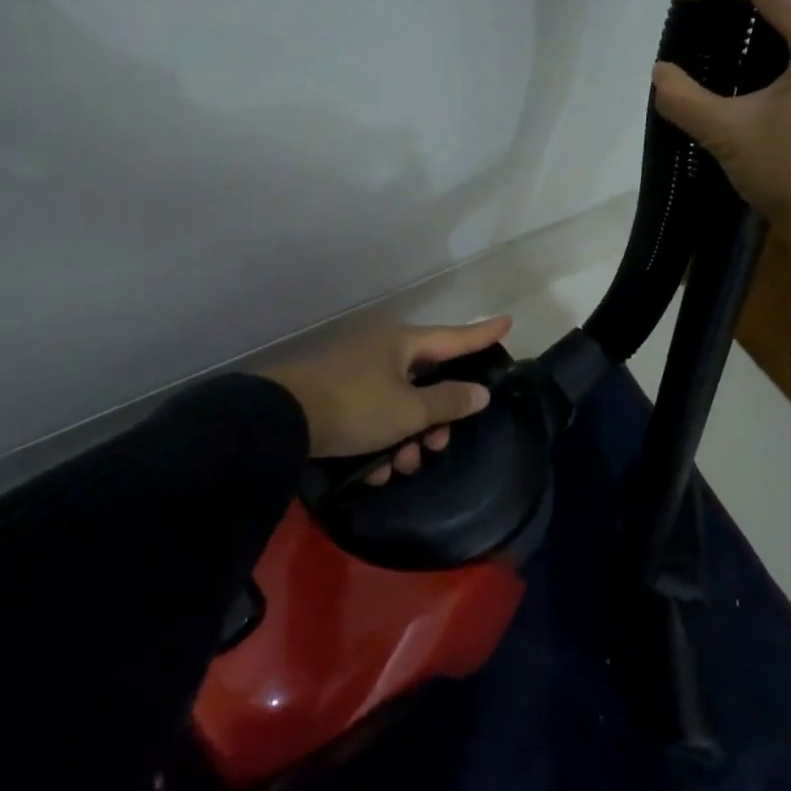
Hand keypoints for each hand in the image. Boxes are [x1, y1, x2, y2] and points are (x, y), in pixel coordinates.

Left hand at [264, 315, 512, 483]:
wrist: (281, 419)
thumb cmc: (355, 408)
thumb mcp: (409, 411)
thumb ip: (448, 403)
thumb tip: (480, 393)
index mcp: (402, 343)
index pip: (455, 337)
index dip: (484, 334)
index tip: (509, 321)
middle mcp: (381, 350)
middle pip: (426, 381)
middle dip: (435, 419)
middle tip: (434, 446)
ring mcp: (356, 370)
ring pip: (399, 403)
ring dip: (406, 437)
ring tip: (397, 466)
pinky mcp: (337, 393)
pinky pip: (373, 413)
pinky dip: (379, 439)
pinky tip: (373, 469)